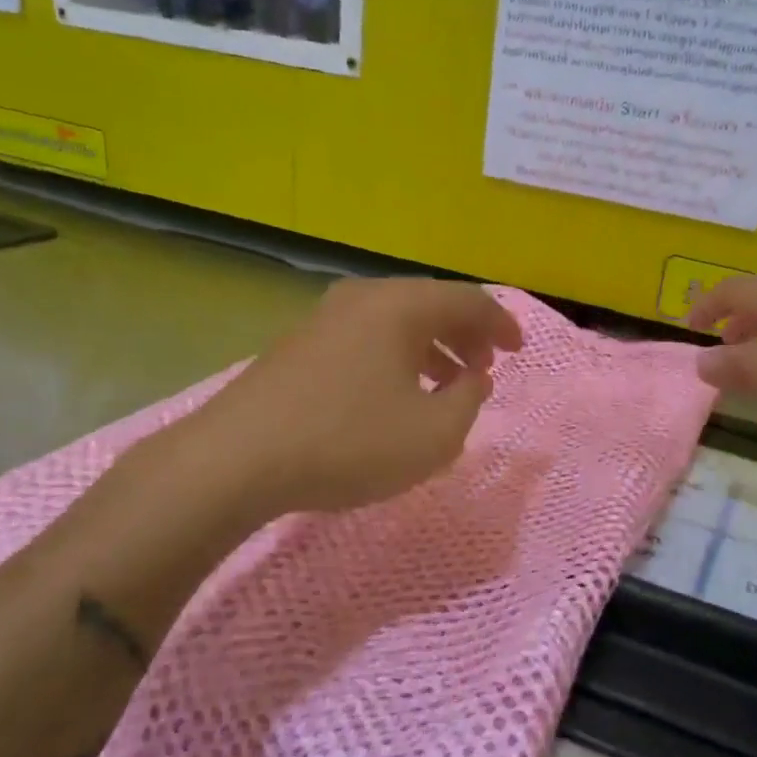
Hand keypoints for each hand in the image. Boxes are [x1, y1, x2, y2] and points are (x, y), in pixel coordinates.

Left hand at [197, 279, 524, 513]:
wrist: (237, 459)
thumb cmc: (348, 442)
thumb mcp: (433, 434)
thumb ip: (467, 400)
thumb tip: (472, 378)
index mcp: (401, 306)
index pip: (468, 300)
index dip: (501, 324)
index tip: (519, 350)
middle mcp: (364, 298)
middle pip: (431, 304)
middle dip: (466, 335)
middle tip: (485, 367)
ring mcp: (326, 318)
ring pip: (396, 321)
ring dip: (432, 347)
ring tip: (448, 383)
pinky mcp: (300, 344)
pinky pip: (367, 337)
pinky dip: (397, 357)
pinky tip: (396, 393)